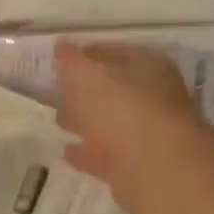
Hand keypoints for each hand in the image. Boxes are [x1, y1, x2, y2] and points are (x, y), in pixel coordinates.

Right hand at [56, 42, 213, 208]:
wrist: (154, 166)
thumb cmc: (123, 109)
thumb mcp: (90, 76)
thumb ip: (73, 62)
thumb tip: (61, 47)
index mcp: (148, 67)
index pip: (114, 52)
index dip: (85, 53)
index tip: (59, 59)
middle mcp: (153, 97)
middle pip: (113, 89)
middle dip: (85, 91)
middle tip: (58, 91)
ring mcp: (147, 133)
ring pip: (110, 123)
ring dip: (86, 122)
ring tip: (59, 121)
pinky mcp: (136, 166)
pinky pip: (105, 154)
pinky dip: (87, 152)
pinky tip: (67, 151)